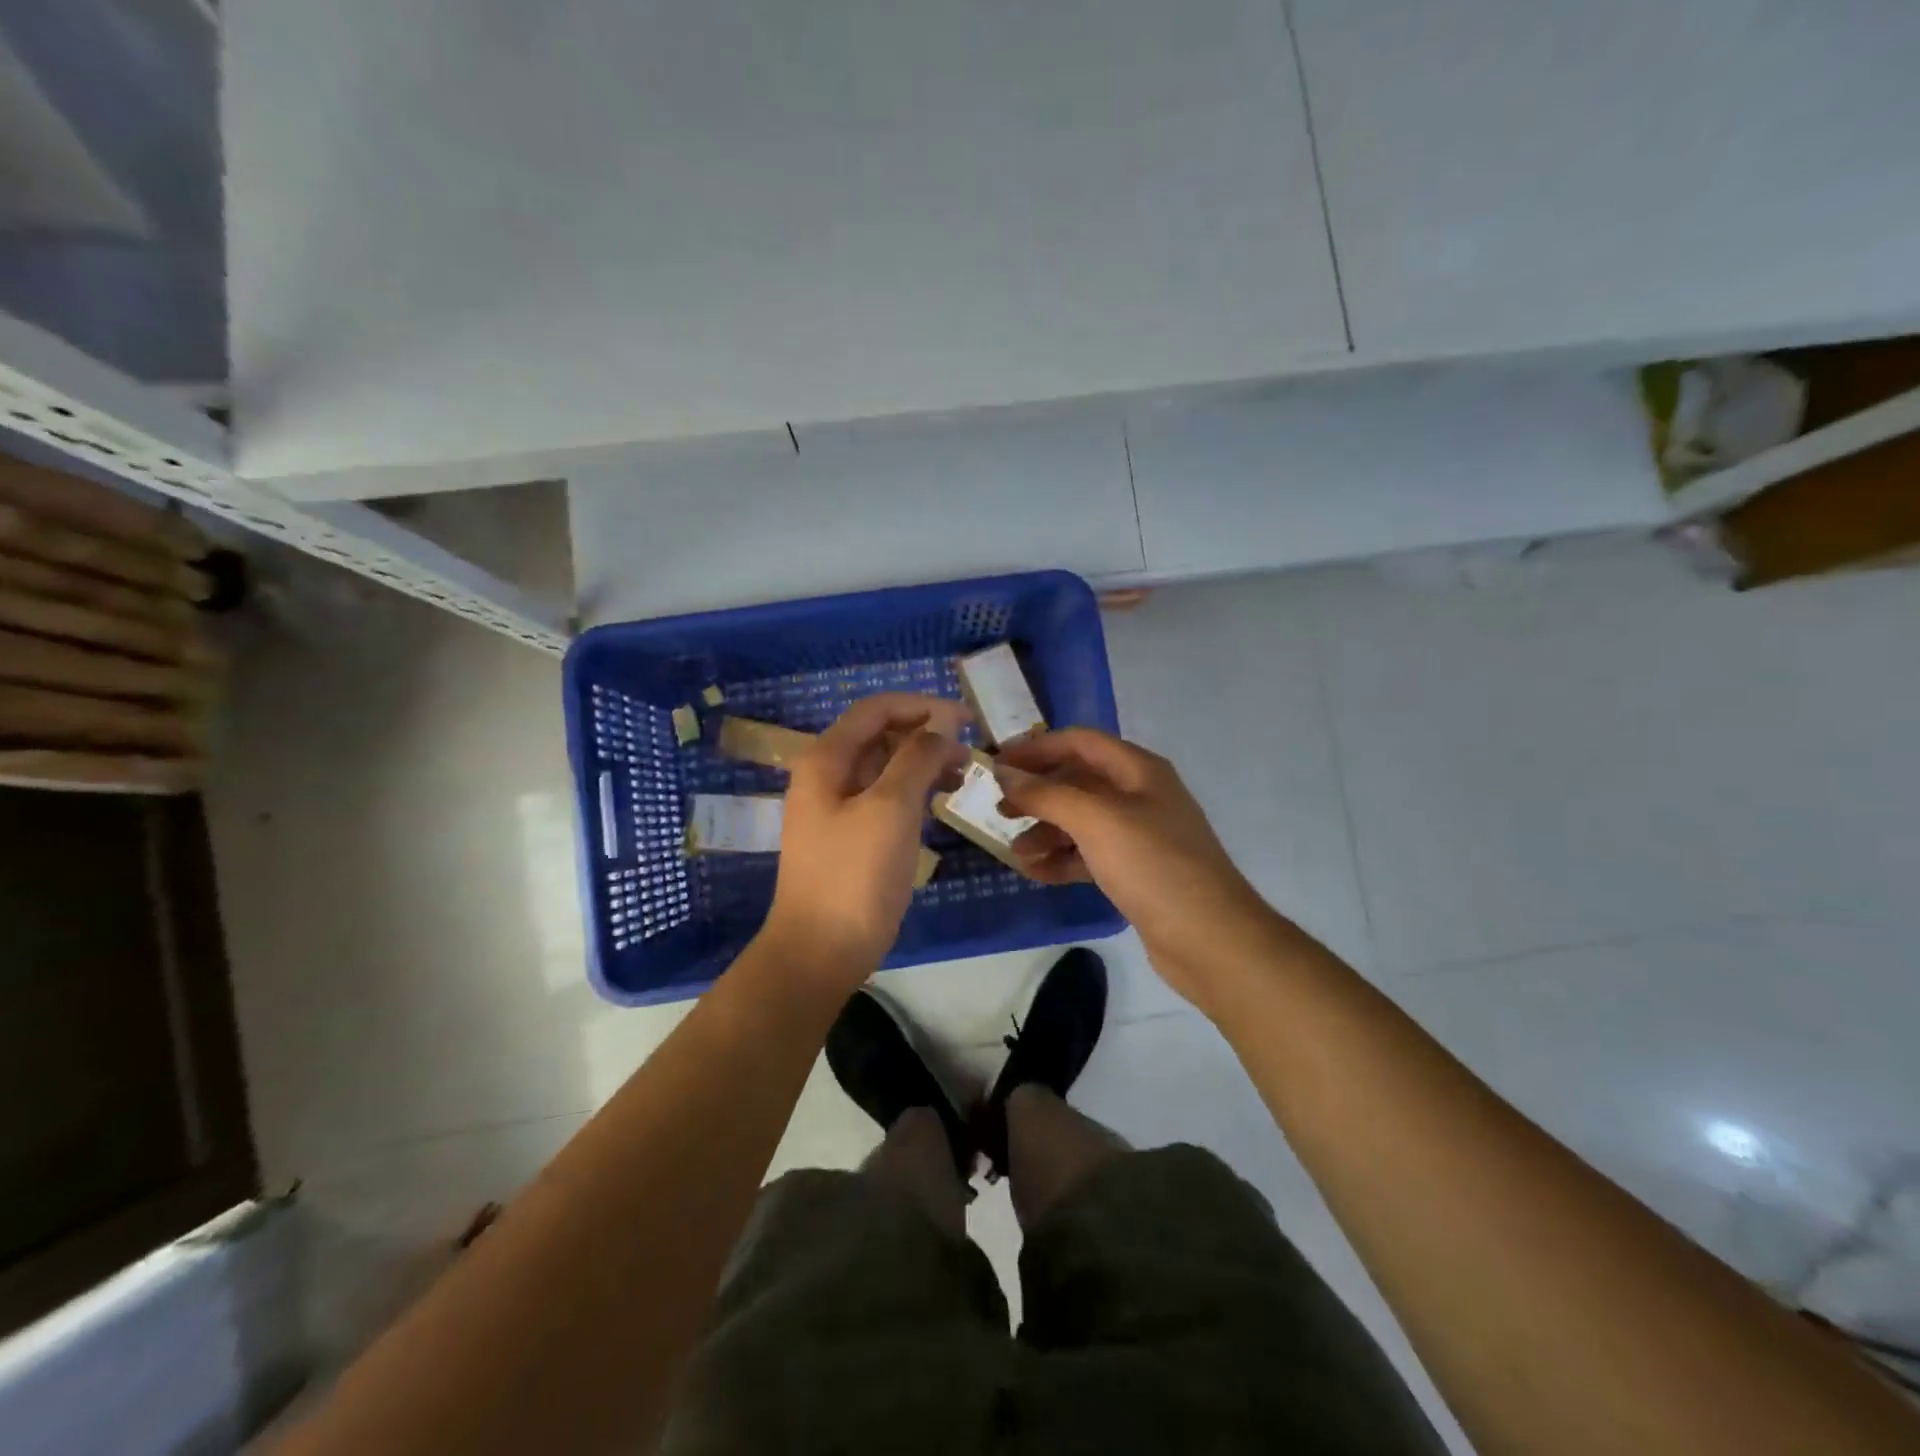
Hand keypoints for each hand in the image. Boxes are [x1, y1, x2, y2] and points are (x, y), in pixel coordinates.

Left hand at [764, 694, 969, 980]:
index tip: (967, 719)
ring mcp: (837, 807)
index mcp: (826, 759)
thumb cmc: (854, 874)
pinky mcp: (850, 836)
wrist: (820, 950)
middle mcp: (827, 775)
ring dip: (923, 763)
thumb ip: (917, 758)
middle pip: (880, 735)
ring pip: (885, 767)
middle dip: (925, 735)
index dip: (922, 706)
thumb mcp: (891, 808)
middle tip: (969, 752)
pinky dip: (914, 791)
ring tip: (963, 775)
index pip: (876, 709)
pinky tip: (940, 801)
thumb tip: (942, 726)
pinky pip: (885, 797)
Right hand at [996, 729, 1272, 1004]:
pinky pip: (1089, 855)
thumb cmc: (1153, 865)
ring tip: (1013, 851)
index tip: (997, 763)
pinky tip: (1035, 873)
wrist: (1210, 939)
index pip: (1080, 742)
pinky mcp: (1136, 872)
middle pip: (1078, 781)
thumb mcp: (1096, 820)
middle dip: (1037, 793)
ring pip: (1081, 821)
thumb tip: (1004, 773)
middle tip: (998, 809)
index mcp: (1138, 770)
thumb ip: (1046, 794)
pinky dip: (1062, 860)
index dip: (1037, 748)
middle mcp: (1140, 795)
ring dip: (1045, 831)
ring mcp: (1139, 836)